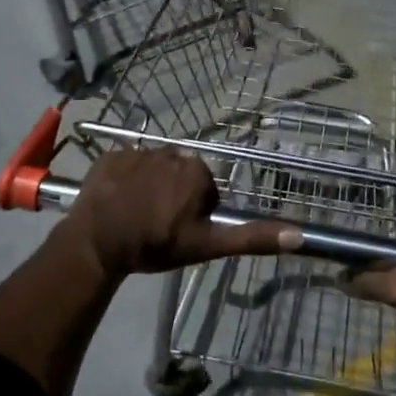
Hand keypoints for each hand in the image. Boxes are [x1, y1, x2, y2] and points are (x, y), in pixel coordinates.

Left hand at [65, 148, 301, 277]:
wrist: (97, 242)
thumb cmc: (155, 244)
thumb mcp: (206, 245)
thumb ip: (251, 237)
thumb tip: (299, 235)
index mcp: (197, 171)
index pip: (205, 189)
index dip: (195, 212)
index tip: (179, 231)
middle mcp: (171, 152)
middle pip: (180, 176)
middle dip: (174, 196)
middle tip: (158, 225)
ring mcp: (138, 151)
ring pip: (154, 170)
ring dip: (149, 188)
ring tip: (135, 215)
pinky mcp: (111, 155)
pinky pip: (127, 165)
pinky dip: (125, 180)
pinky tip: (118, 201)